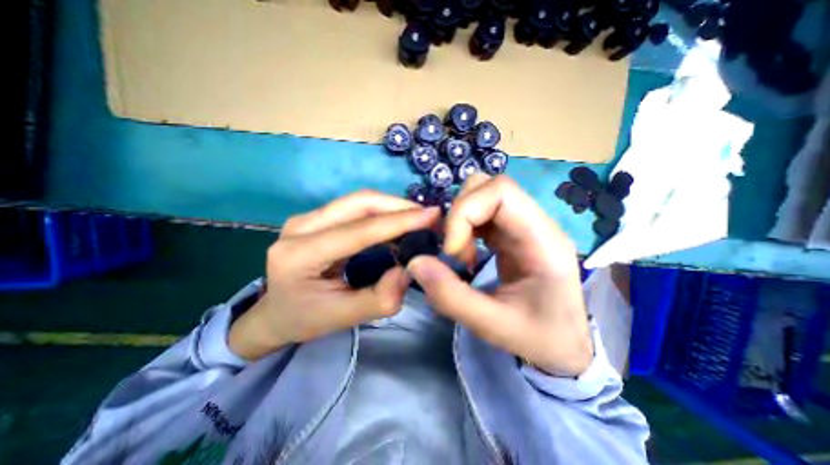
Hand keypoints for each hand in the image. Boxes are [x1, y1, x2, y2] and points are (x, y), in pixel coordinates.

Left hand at [227, 192, 440, 361]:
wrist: (275, 312)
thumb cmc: (305, 318)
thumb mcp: (343, 317)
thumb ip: (380, 298)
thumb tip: (408, 269)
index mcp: (300, 254)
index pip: (359, 230)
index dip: (399, 221)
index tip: (432, 215)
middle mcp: (300, 226)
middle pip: (359, 202)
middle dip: (398, 206)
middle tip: (428, 216)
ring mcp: (307, 217)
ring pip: (359, 200)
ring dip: (392, 206)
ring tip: (418, 219)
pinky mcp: (318, 217)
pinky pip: (356, 207)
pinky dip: (382, 212)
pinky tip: (398, 222)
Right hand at [408, 174, 589, 376]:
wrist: (564, 344)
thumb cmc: (540, 338)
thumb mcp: (494, 326)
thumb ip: (451, 297)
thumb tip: (415, 262)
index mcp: (543, 239)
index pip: (501, 191)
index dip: (465, 212)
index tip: (452, 252)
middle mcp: (535, 223)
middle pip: (488, 186)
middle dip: (459, 215)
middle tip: (455, 253)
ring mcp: (522, 225)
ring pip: (481, 196)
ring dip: (459, 221)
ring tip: (460, 256)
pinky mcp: (510, 233)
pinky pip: (480, 214)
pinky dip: (462, 228)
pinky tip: (465, 254)